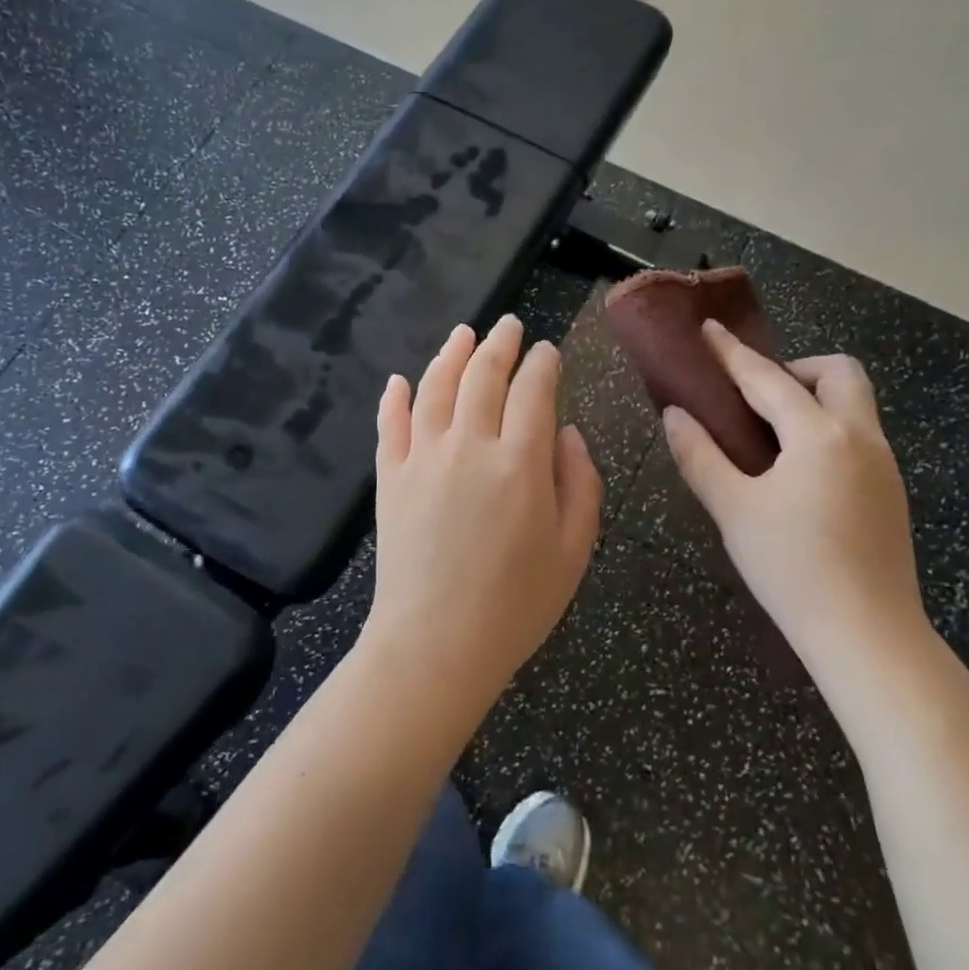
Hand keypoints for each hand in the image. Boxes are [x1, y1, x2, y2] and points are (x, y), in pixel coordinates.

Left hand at [364, 315, 602, 715]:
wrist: (435, 644)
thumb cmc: (516, 604)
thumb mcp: (573, 550)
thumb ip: (579, 482)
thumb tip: (565, 432)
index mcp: (520, 462)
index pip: (534, 390)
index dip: (543, 363)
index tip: (549, 351)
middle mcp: (469, 445)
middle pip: (483, 376)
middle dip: (500, 344)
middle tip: (509, 325)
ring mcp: (422, 458)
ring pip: (436, 387)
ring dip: (451, 354)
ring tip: (463, 333)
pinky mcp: (389, 477)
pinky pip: (390, 424)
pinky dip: (395, 397)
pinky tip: (400, 380)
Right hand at [661, 322, 929, 684]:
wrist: (867, 635)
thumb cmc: (791, 567)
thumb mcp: (733, 509)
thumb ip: (699, 455)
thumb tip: (675, 414)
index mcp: (819, 435)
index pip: (767, 378)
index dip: (732, 353)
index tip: (708, 329)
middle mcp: (861, 437)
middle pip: (838, 372)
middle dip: (795, 368)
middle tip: (755, 398)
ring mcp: (884, 465)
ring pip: (854, 404)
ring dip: (813, 398)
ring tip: (769, 435)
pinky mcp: (891, 492)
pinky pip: (859, 435)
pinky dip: (826, 429)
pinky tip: (797, 471)